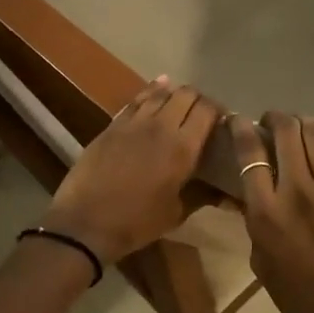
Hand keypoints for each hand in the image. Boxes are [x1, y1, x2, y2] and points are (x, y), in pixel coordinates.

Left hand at [43, 78, 222, 265]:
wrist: (86, 222)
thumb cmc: (137, 222)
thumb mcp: (176, 213)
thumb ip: (202, 195)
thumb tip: (228, 195)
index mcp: (183, 147)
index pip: (207, 111)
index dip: (218, 111)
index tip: (222, 120)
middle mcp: (161, 126)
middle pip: (186, 95)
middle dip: (198, 100)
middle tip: (201, 114)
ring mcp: (133, 122)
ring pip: (160, 92)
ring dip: (174, 94)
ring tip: (180, 102)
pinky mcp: (112, 125)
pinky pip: (136, 101)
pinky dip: (150, 93)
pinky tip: (156, 89)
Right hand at [230, 112, 313, 312]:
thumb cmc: (296, 297)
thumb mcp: (260, 260)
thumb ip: (253, 222)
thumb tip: (245, 197)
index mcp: (266, 212)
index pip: (250, 154)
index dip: (240, 129)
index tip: (236, 120)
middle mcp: (297, 191)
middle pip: (286, 133)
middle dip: (275, 118)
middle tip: (269, 122)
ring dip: (302, 122)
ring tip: (295, 126)